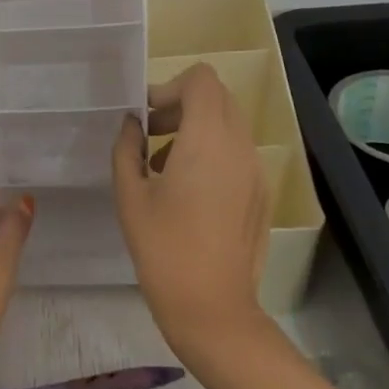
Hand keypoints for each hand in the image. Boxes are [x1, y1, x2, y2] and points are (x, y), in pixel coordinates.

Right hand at [112, 64, 271, 357]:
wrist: (212, 308)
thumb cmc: (163, 248)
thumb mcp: (130, 194)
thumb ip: (127, 148)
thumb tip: (133, 124)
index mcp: (207, 140)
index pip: (201, 80)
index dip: (170, 87)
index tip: (147, 116)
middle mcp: (239, 146)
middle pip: (217, 97)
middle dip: (182, 105)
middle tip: (151, 134)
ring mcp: (256, 171)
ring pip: (229, 124)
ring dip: (196, 128)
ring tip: (164, 165)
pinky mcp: (261, 193)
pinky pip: (238, 151)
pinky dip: (212, 151)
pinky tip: (188, 190)